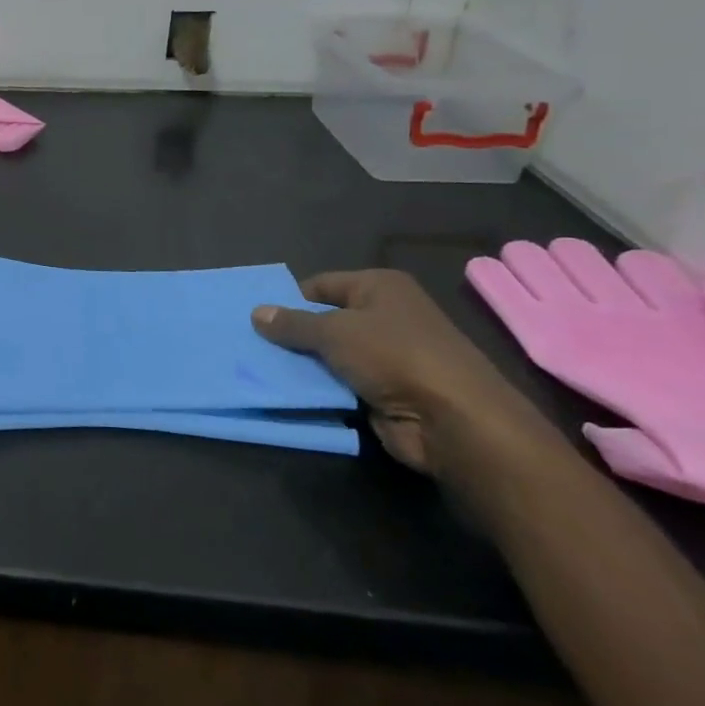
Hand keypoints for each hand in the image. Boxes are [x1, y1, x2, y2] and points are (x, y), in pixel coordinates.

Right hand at [251, 270, 554, 474]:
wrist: (454, 420)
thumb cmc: (395, 356)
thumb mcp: (334, 332)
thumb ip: (292, 324)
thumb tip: (256, 312)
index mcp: (380, 287)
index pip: (321, 285)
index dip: (289, 299)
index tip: (255, 317)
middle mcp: (386, 316)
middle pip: (325, 320)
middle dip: (291, 333)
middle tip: (250, 343)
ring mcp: (387, 356)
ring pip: (330, 354)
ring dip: (302, 364)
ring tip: (258, 367)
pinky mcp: (385, 391)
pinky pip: (341, 383)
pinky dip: (319, 388)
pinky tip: (288, 391)